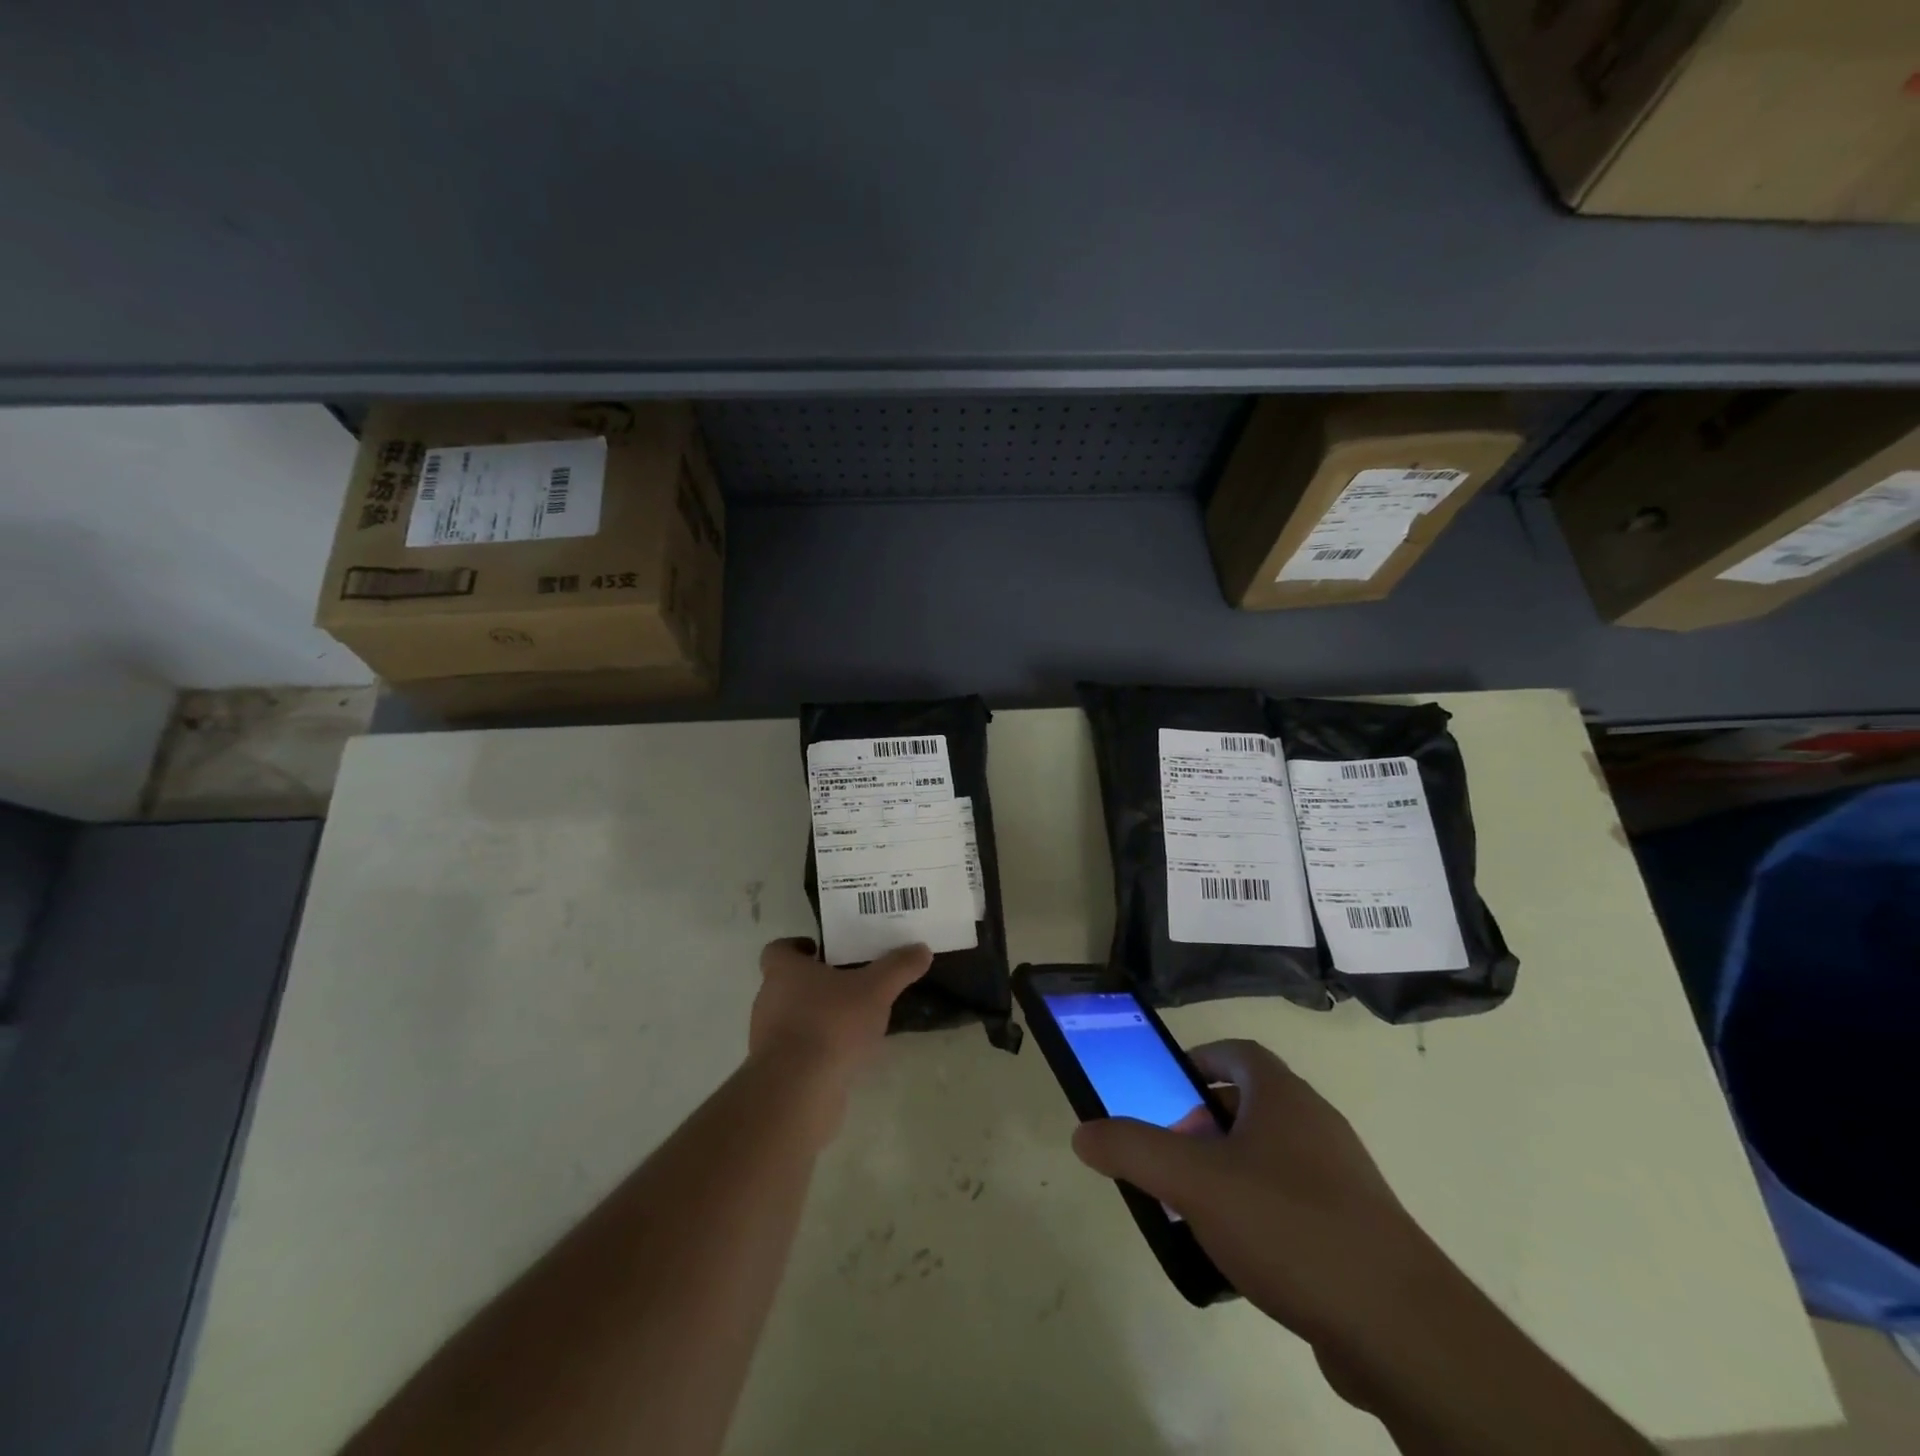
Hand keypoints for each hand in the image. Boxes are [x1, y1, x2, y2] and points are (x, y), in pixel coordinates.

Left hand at [748, 936, 930, 1078]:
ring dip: (816, 1017)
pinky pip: (796, 1050)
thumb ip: (898, 968)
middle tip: (848, 983)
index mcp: (784, 972)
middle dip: (815, 983)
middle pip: (786, 984)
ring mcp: (767, 1038)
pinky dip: (816, 1049)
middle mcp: (768, 1000)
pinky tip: (844, 1055)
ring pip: (792, 1018)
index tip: (820, 951)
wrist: (797, 1091)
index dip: (797, 947)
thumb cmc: (831, 1024)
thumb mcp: (875, 990)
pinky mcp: (775, 1071)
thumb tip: (922, 949)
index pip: (778, 949)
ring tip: (852, 1021)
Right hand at [1071, 1040, 1445, 1351]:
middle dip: (1203, 1123)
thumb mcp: (1193, 1183)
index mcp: (1283, 1096)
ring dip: (1229, 1169)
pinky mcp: (1356, 1229)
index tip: (1166, 1091)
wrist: (1401, 1330)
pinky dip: (1259, 1211)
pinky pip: (1294, 1200)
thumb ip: (1133, 1151)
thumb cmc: (1288, 1226)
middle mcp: (1316, 1124)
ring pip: (1270, 1155)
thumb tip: (1083, 1133)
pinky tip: (1241, 1255)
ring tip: (1196, 1208)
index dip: (1196, 1062)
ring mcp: (1342, 1177)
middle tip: (1172, 1157)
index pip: (1235, 1052)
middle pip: (1250, 1102)